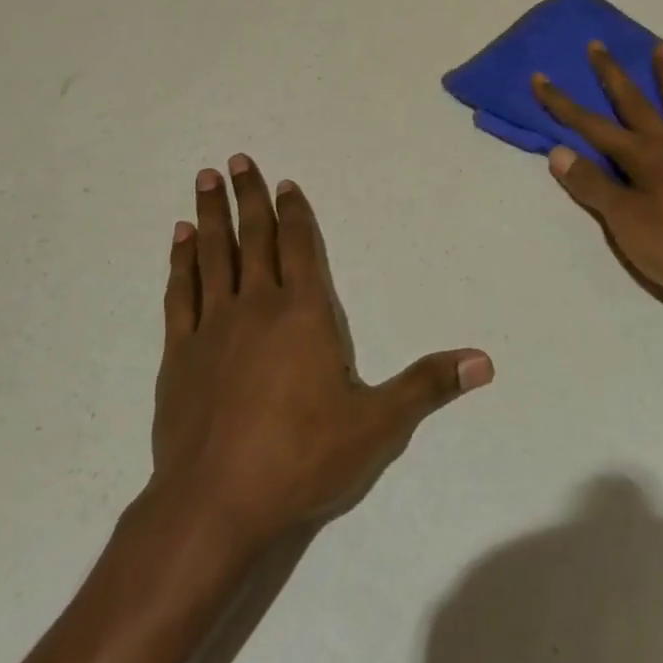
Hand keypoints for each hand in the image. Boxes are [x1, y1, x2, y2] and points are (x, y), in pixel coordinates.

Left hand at [148, 156, 492, 550]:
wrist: (214, 503)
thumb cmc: (301, 458)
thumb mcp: (377, 425)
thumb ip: (427, 385)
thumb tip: (484, 362)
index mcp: (303, 314)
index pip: (301, 247)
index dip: (294, 213)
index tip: (283, 183)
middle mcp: (256, 306)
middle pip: (253, 239)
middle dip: (247, 197)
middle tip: (236, 159)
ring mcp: (212, 327)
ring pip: (212, 255)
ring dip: (209, 216)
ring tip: (204, 179)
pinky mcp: (178, 353)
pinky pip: (179, 293)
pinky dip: (179, 262)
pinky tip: (178, 239)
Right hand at [532, 42, 662, 315]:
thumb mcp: (626, 224)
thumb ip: (593, 185)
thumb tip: (558, 151)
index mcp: (643, 158)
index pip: (592, 126)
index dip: (563, 104)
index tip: (541, 78)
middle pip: (636, 104)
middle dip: (612, 75)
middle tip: (598, 45)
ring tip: (662, 48)